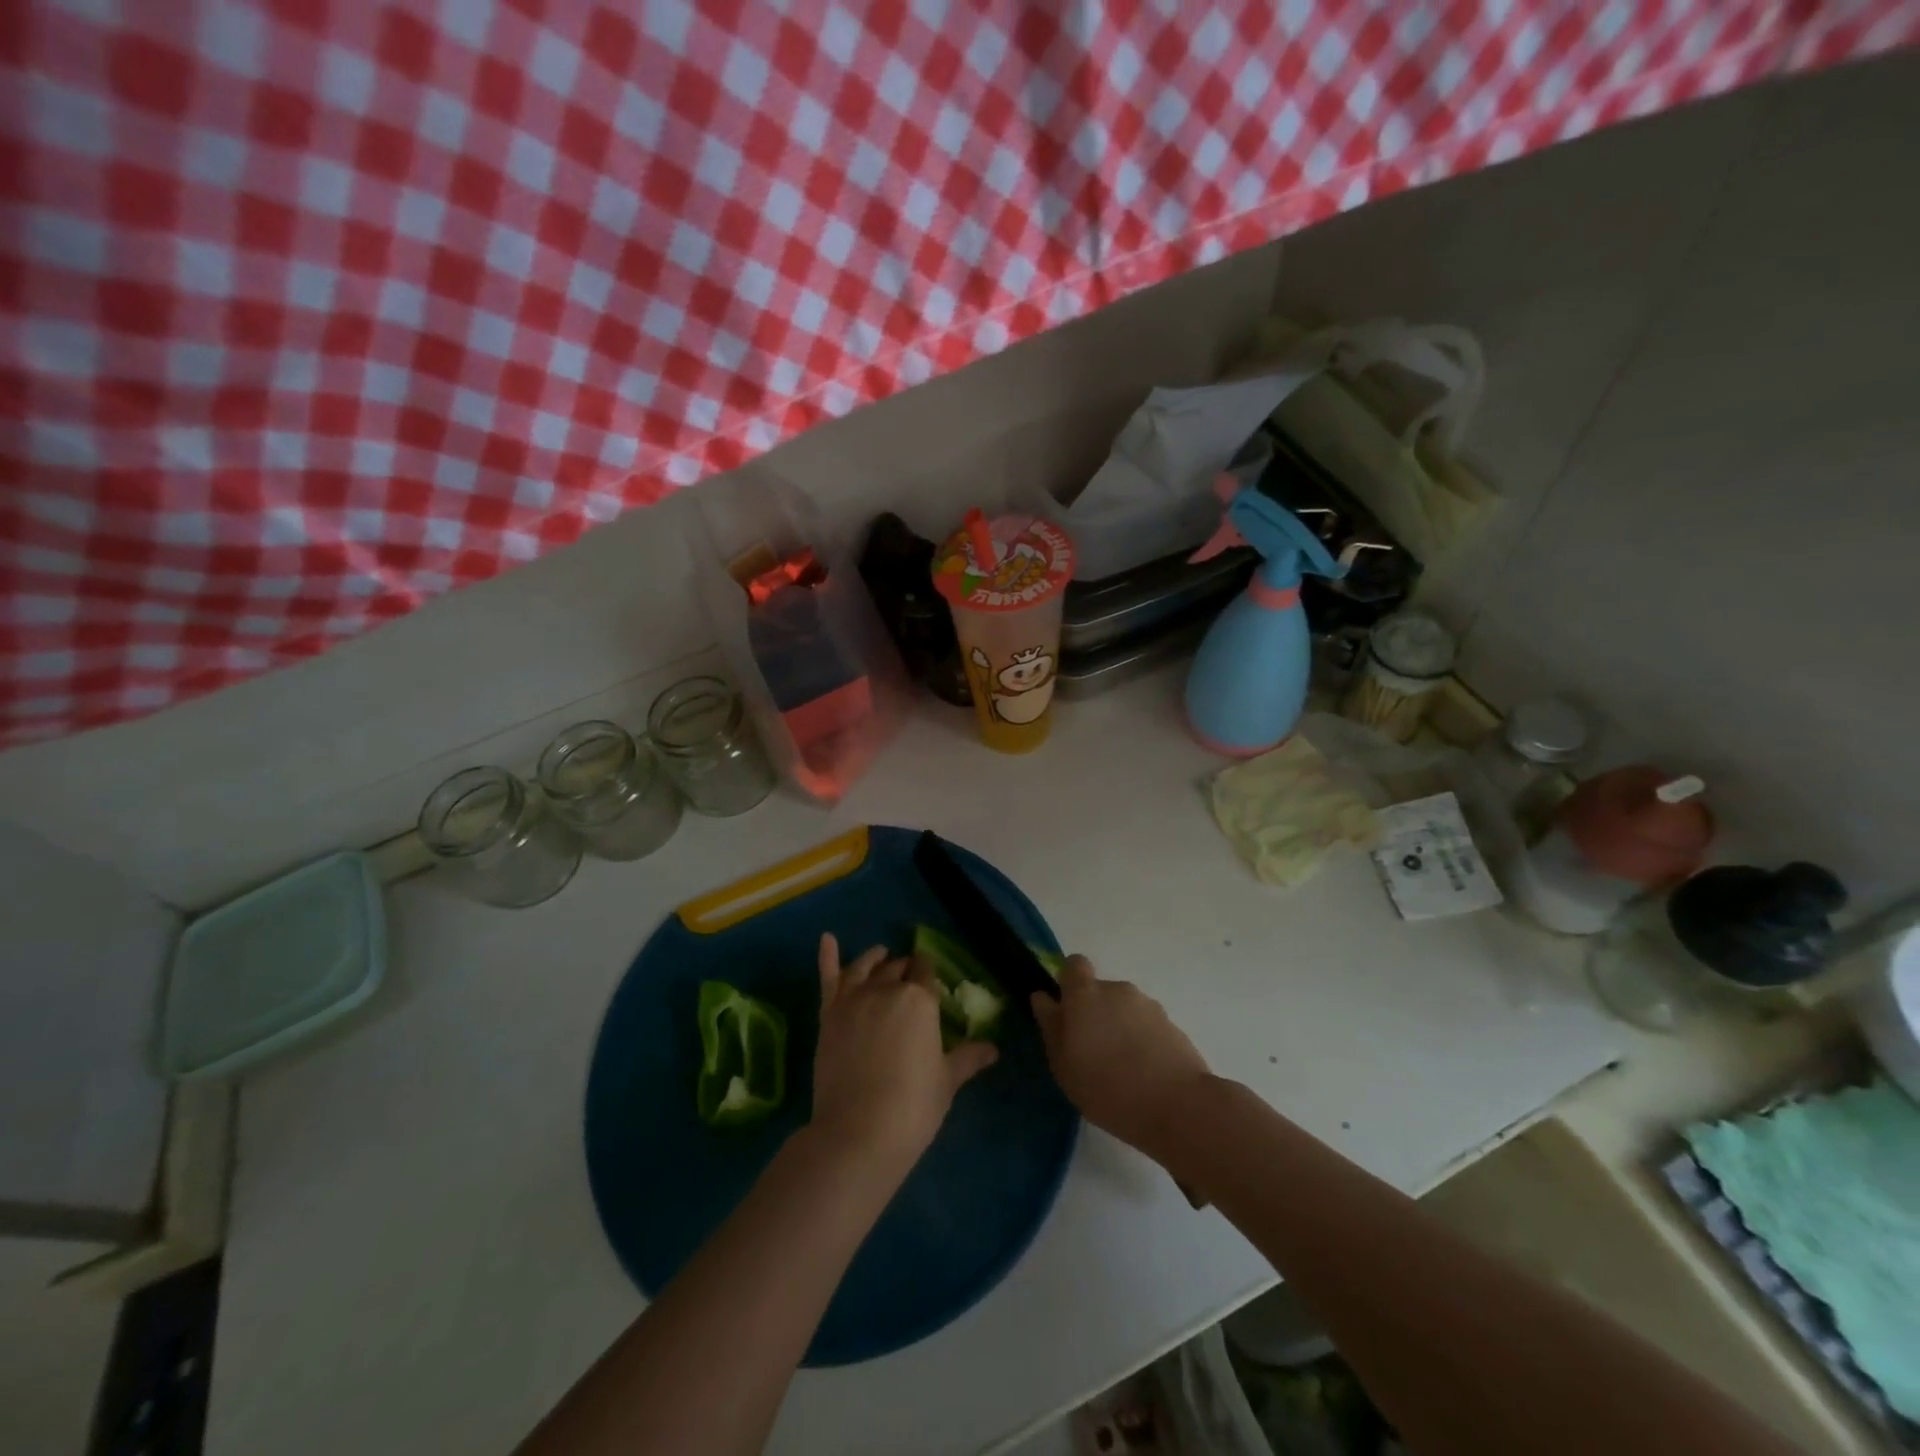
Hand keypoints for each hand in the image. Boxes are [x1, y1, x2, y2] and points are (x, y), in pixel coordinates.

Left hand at [809, 934, 997, 1175]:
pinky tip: (827, 938)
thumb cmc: (913, 1106)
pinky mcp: (828, 1015)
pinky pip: (828, 977)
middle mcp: (887, 989)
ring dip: (875, 958)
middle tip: (910, 978)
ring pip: (865, 967)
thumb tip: (993, 1049)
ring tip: (881, 955)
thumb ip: (967, 1058)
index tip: (931, 978)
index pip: (927, 972)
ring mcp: (853, 999)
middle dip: (905, 969)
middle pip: (897, 968)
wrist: (858, 1132)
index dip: (929, 973)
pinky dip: (827, 955)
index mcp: (920, 1000)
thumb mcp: (946, 1081)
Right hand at [1031, 956, 1210, 1157]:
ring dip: (1119, 1028)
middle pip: (1100, 992)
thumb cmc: (1107, 1088)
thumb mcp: (1063, 1065)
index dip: (1069, 981)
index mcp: (1085, 995)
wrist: (1177, 1106)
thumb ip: (1051, 1026)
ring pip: (1124, 1010)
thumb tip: (1043, 997)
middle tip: (1092, 1052)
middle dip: (1095, 1014)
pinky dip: (1142, 1042)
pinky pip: (1147, 1026)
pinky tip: (1144, 1075)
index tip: (1067, 1009)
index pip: (1074, 964)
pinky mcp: (1172, 1025)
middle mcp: (1117, 990)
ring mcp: (1148, 1006)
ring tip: (1122, 1069)